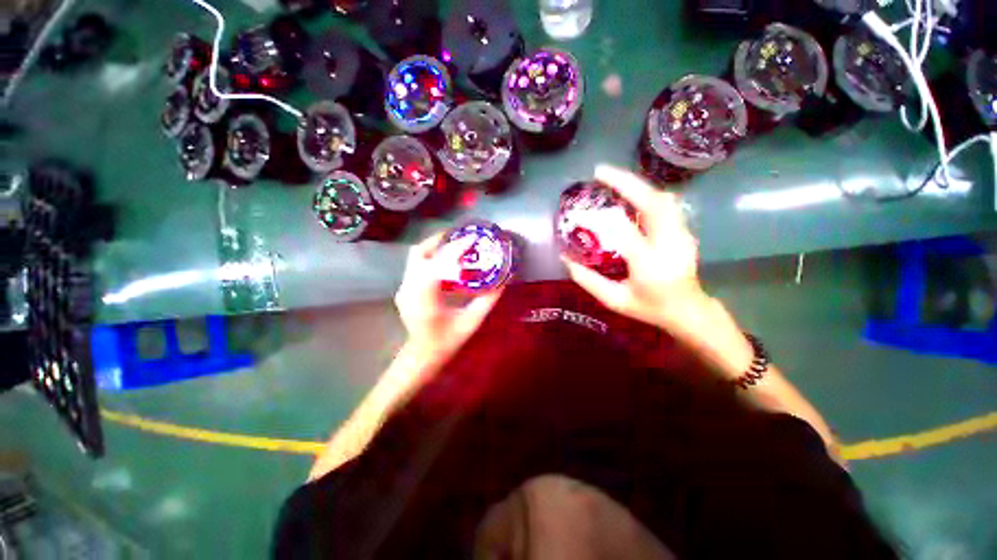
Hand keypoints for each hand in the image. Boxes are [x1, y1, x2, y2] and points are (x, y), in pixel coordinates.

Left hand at [395, 231, 504, 363]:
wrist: (422, 355)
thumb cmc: (447, 342)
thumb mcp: (471, 323)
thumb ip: (487, 301)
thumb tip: (504, 280)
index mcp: (425, 300)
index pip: (437, 265)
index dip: (454, 249)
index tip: (471, 239)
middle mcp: (410, 289)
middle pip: (420, 252)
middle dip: (441, 240)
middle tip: (461, 237)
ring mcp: (404, 288)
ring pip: (416, 256)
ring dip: (436, 246)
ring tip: (456, 244)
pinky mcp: (405, 288)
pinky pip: (417, 264)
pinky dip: (432, 256)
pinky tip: (446, 261)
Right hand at [562, 164, 711, 336]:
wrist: (688, 310)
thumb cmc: (650, 308)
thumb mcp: (615, 301)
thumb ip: (589, 281)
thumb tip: (565, 259)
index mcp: (651, 265)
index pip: (624, 234)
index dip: (599, 221)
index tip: (578, 214)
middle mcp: (670, 243)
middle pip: (653, 203)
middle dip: (626, 182)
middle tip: (599, 172)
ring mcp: (682, 234)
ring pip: (662, 198)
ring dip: (636, 184)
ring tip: (611, 178)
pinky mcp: (684, 230)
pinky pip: (665, 204)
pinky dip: (645, 193)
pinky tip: (629, 193)